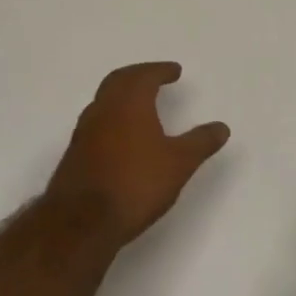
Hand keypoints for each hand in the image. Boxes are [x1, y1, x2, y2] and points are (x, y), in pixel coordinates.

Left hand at [46, 62, 229, 245]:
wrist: (81, 224)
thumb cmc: (135, 184)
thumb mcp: (179, 163)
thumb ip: (200, 142)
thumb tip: (222, 127)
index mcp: (129, 103)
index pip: (144, 75)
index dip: (160, 70)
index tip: (174, 71)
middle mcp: (103, 110)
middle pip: (118, 80)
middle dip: (138, 75)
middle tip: (154, 77)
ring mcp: (84, 132)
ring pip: (103, 101)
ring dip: (122, 95)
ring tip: (139, 104)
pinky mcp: (74, 155)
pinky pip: (96, 122)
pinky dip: (111, 117)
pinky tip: (121, 137)